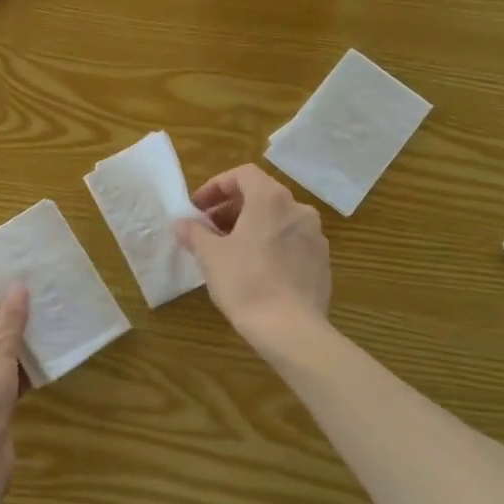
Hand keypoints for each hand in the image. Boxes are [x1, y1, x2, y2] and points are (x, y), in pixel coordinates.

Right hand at [176, 164, 330, 342]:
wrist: (291, 328)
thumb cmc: (245, 282)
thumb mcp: (210, 255)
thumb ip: (194, 233)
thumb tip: (181, 223)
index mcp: (271, 199)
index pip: (243, 174)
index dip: (216, 186)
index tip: (198, 208)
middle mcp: (298, 209)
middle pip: (261, 195)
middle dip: (231, 208)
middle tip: (208, 229)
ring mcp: (315, 235)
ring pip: (278, 219)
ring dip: (251, 226)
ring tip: (229, 250)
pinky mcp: (322, 261)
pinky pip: (291, 241)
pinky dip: (271, 244)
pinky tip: (255, 269)